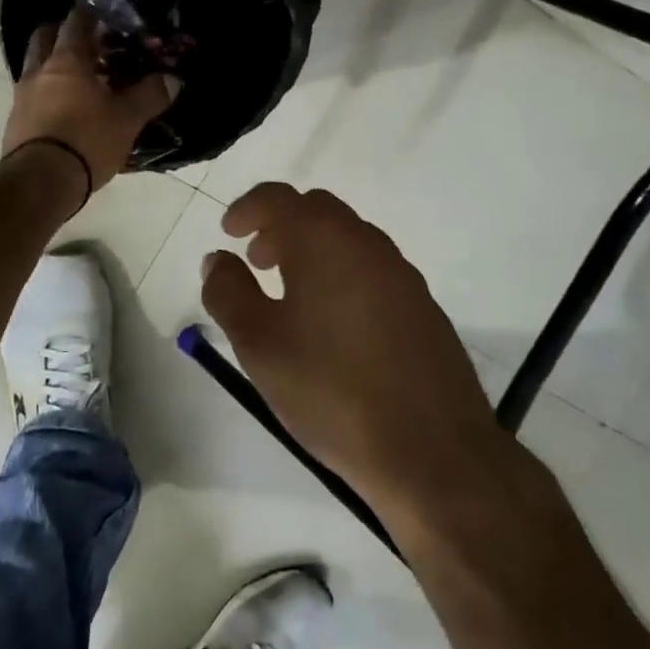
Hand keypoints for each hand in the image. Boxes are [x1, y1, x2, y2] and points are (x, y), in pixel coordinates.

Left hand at [2, 8, 176, 203]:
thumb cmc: (86, 141)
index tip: (104, 13)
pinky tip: (66, 110)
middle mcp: (39, 71)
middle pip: (45, 37)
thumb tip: (172, 79)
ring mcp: (22, 97)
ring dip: (53, 65)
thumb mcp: (127, 119)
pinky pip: (32, 96)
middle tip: (88, 42)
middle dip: (62, 33)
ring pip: (35, 67)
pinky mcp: (16, 123)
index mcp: (67, 61)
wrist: (40, 183)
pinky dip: (47, 93)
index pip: (76, 22)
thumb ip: (149, 96)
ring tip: (80, 79)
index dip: (90, 14)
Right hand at [199, 183, 506, 513]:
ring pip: (348, 239)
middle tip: (257, 262)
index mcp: (325, 240)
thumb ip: (229, 293)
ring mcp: (402, 274)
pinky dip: (343, 274)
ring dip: (313, 250)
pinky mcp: (424, 306)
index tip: (228, 232)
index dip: (247, 208)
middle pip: (317, 210)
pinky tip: (335, 326)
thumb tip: (218, 259)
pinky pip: (373, 270)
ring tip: (292, 296)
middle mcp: (367, 243)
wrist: (432, 450)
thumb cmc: (331, 390)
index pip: (279, 198)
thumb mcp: (260, 345)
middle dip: (281, 226)